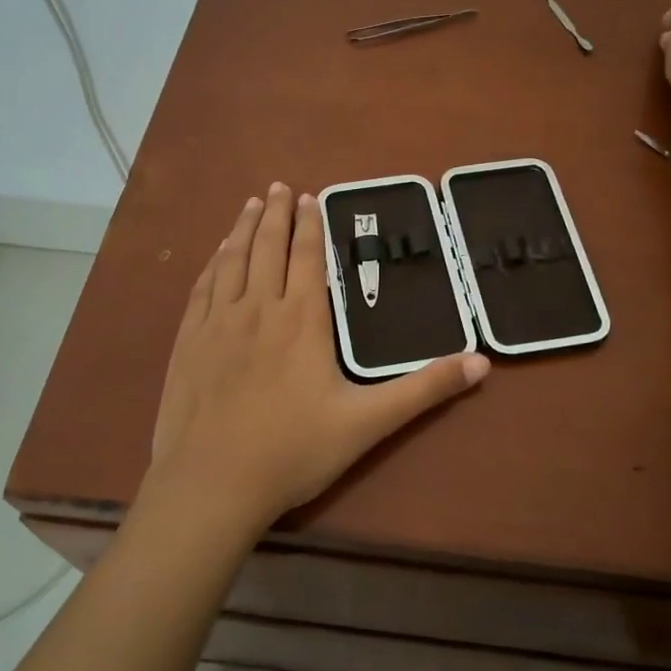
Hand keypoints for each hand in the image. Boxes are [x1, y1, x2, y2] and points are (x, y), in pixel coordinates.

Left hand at [145, 183, 488, 534]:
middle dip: (275, 214)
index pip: (307, 258)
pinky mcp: (189, 341)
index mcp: (303, 320)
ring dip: (242, 229)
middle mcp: (259, 308)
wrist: (213, 483)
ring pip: (232, 261)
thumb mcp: (369, 422)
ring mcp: (218, 323)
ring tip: (250, 204)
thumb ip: (424, 389)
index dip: (309, 225)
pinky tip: (216, 255)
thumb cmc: (294, 451)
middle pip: (268, 248)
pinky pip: (203, 288)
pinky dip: (213, 263)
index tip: (308, 198)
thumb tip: (481, 362)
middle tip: (278, 187)